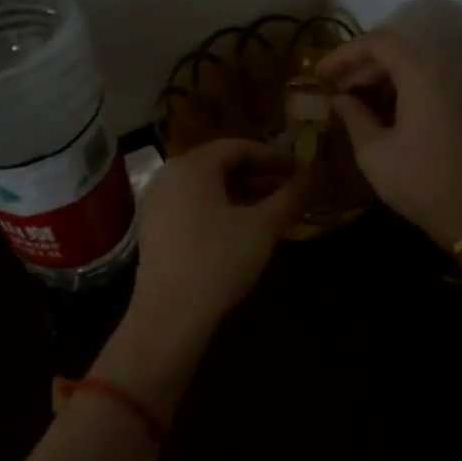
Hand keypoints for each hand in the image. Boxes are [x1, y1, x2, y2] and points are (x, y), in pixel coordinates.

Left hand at [132, 139, 306, 330]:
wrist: (170, 313)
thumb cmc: (219, 260)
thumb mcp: (262, 227)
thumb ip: (288, 198)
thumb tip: (308, 179)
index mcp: (192, 165)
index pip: (238, 147)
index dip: (272, 156)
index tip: (299, 169)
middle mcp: (169, 176)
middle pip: (219, 165)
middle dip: (257, 175)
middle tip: (288, 189)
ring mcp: (156, 203)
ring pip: (205, 187)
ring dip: (240, 193)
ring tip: (270, 209)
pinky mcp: (153, 229)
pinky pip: (192, 206)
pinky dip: (219, 208)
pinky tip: (240, 229)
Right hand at [318, 29, 461, 247]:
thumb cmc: (421, 182)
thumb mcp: (374, 153)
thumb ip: (353, 117)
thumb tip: (340, 99)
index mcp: (422, 74)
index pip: (379, 41)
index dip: (345, 52)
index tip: (319, 74)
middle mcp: (445, 71)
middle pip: (398, 52)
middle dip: (360, 67)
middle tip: (332, 91)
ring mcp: (460, 90)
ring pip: (413, 69)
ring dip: (380, 81)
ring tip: (351, 105)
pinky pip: (428, 86)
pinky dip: (400, 92)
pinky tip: (380, 116)